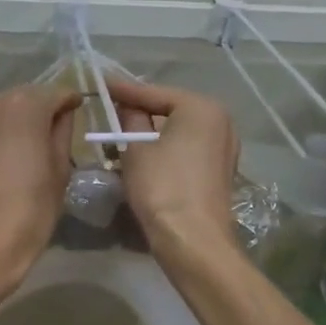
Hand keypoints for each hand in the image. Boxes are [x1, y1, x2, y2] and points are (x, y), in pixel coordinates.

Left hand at [0, 82, 81, 300]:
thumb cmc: (30, 211)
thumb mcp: (60, 171)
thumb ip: (62, 133)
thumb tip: (61, 115)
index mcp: (26, 108)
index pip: (55, 92)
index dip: (69, 101)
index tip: (76, 110)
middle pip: (21, 98)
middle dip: (37, 109)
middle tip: (46, 133)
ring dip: (8, 123)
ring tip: (16, 149)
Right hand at [108, 79, 239, 255]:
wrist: (193, 240)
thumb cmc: (162, 186)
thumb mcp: (136, 148)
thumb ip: (130, 119)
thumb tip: (127, 107)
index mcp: (201, 108)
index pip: (154, 93)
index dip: (124, 90)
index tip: (101, 84)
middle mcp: (220, 121)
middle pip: (170, 109)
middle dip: (141, 111)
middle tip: (111, 108)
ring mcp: (225, 147)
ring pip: (179, 130)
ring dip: (152, 132)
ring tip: (123, 131)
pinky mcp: (221, 170)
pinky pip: (188, 148)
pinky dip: (167, 148)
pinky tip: (145, 154)